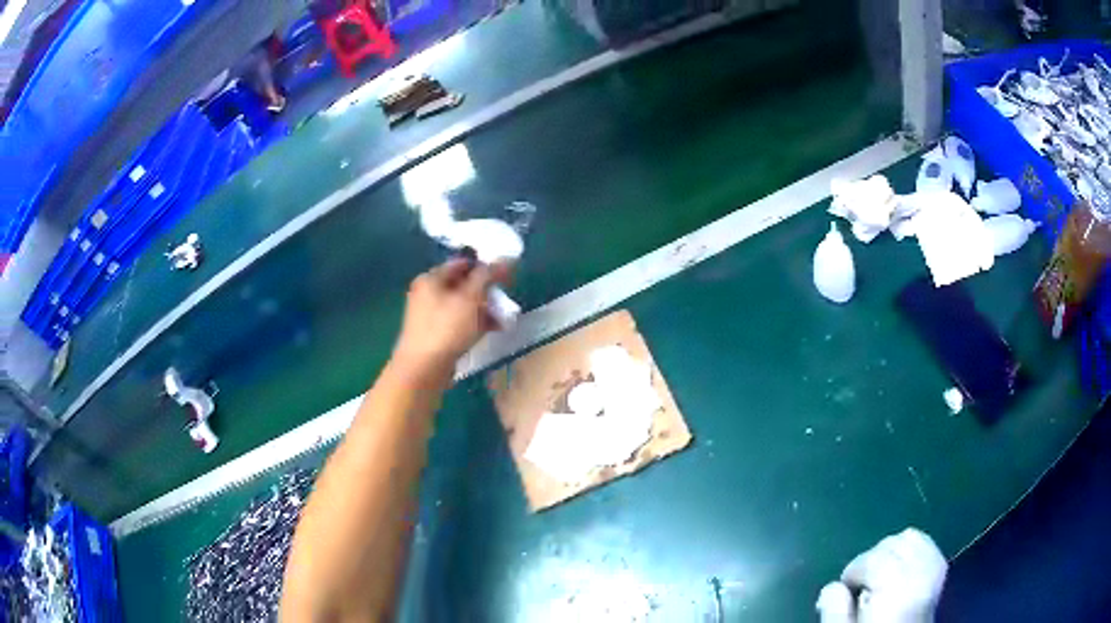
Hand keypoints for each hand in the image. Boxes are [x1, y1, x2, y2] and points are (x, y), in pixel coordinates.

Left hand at [391, 258, 512, 381]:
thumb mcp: (470, 298)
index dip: (485, 266)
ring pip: (463, 305)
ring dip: (485, 309)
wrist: (423, 369)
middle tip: (505, 298)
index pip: (462, 263)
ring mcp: (430, 316)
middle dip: (487, 291)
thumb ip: (487, 276)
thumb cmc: (446, 328)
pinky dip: (476, 323)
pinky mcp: (436, 335)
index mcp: (430, 279)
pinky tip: (494, 330)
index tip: (506, 275)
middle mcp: (427, 293)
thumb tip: (503, 259)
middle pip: (463, 285)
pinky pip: (460, 323)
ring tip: (505, 317)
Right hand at [817, 528, 947, 622]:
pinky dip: (914, 551)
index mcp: (894, 590)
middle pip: (895, 544)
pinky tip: (902, 569)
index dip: (854, 570)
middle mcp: (919, 576)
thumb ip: (836, 612)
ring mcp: (934, 575)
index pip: (875, 558)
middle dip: (873, 557)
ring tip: (879, 575)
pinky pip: (930, 549)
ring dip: (893, 551)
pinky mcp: (941, 577)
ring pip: (915, 539)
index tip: (845, 588)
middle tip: (860, 583)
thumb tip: (833, 587)